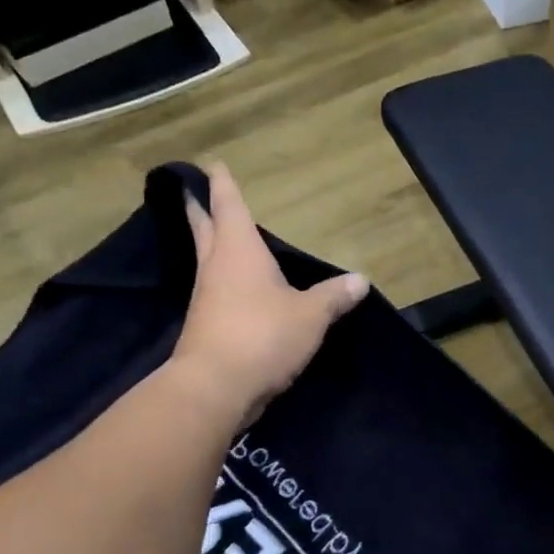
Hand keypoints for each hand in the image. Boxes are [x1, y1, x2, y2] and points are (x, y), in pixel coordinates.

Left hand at [172, 164, 367, 424]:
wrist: (216, 387)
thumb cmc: (263, 336)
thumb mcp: (311, 316)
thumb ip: (334, 297)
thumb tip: (360, 280)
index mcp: (239, 252)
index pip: (229, 207)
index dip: (222, 185)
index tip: (212, 166)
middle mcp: (217, 268)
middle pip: (205, 230)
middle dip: (202, 210)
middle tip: (193, 194)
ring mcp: (207, 299)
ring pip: (208, 262)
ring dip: (211, 247)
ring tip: (221, 239)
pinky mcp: (206, 327)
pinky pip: (215, 293)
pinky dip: (223, 283)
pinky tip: (236, 292)